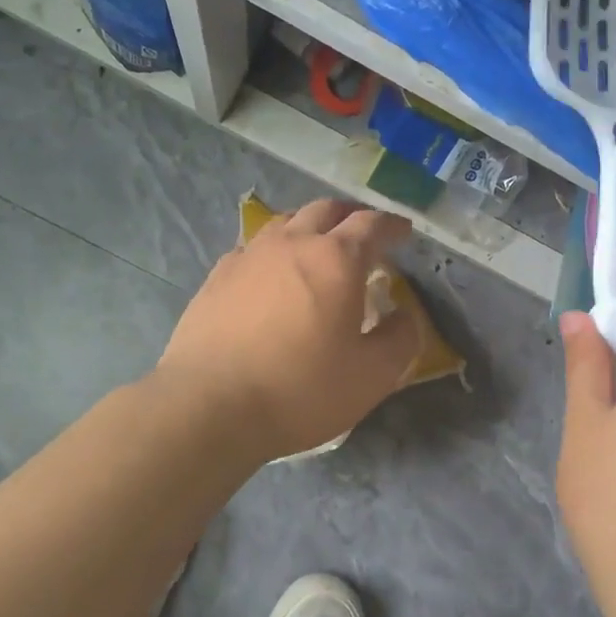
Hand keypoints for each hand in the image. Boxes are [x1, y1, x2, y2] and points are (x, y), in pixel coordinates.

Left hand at [157, 198, 420, 461]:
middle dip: (350, 215)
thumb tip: (404, 315)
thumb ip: (400, 338)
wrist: (210, 406)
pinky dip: (274, 250)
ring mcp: (249, 256)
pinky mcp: (216, 277)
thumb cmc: (301, 390)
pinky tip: (272, 274)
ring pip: (285, 222)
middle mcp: (292, 243)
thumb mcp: (372, 376)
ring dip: (310, 226)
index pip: (371, 225)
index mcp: (336, 259)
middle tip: (363, 233)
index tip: (403, 231)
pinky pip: (253, 248)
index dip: (392, 226)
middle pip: (325, 210)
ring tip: (318, 246)